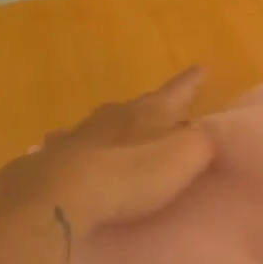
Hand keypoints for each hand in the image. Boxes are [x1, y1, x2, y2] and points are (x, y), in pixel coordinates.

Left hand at [0, 67, 215, 245]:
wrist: (58, 197)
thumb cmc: (130, 174)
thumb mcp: (184, 156)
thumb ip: (203, 142)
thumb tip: (213, 132)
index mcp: (147, 112)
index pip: (176, 91)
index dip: (191, 81)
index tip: (202, 66)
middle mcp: (112, 117)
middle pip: (136, 108)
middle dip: (149, 110)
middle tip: (160, 114)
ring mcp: (77, 137)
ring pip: (101, 127)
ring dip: (111, 131)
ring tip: (116, 138)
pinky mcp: (49, 163)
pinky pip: (70, 152)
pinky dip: (78, 153)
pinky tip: (72, 158)